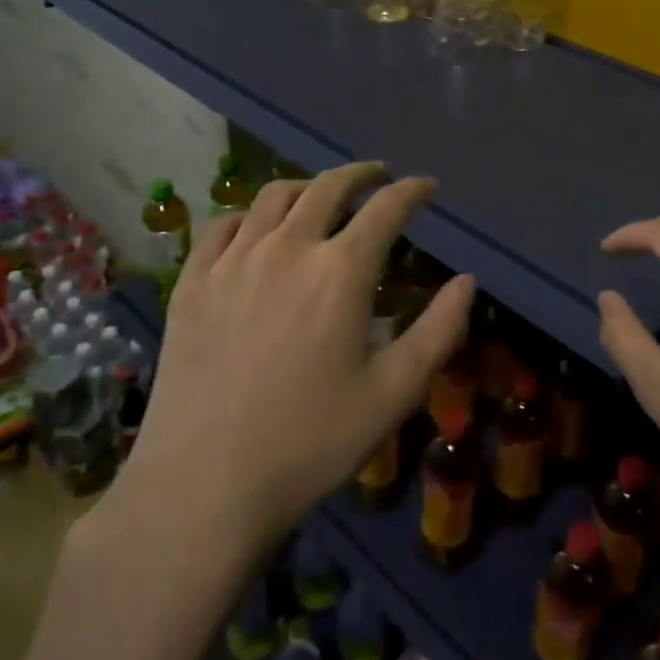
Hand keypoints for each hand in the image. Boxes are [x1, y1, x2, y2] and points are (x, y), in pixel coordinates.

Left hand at [112, 163, 473, 549]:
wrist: (203, 486)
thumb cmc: (310, 443)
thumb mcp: (393, 394)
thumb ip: (438, 331)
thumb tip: (467, 281)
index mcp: (340, 271)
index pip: (386, 208)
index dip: (412, 191)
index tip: (427, 187)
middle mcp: (287, 248)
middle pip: (328, 187)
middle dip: (361, 174)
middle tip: (378, 176)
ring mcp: (233, 261)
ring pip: (274, 195)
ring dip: (308, 186)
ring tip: (321, 195)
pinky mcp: (192, 281)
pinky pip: (224, 225)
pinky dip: (251, 215)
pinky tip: (258, 229)